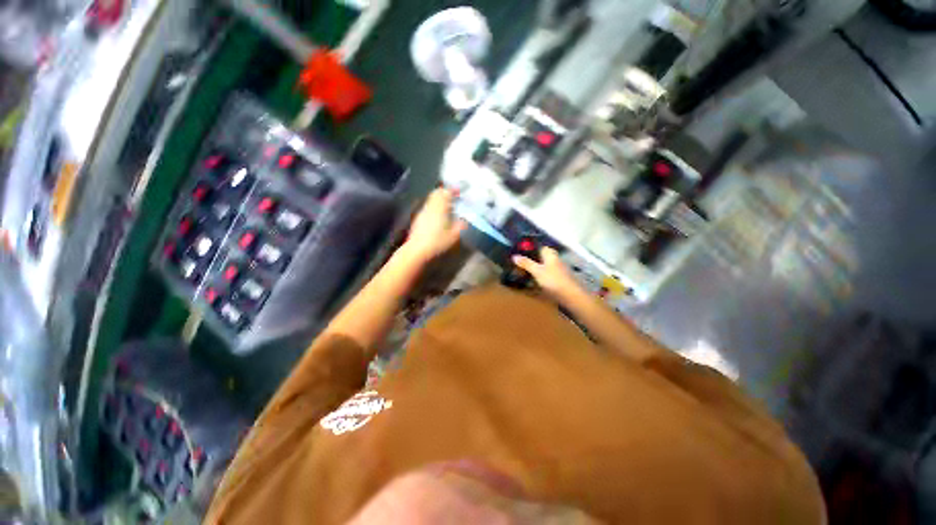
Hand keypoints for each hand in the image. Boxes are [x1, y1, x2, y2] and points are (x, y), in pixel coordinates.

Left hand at [402, 188, 466, 263]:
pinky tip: (439, 218)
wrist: (416, 251)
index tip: (460, 191)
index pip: (446, 192)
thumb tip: (465, 220)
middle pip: (437, 193)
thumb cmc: (437, 242)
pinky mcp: (418, 220)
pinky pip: (428, 209)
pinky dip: (435, 208)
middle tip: (454, 196)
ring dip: (440, 201)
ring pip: (431, 201)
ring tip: (448, 207)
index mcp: (439, 207)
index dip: (454, 190)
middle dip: (446, 193)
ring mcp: (422, 213)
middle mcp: (430, 206)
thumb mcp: (454, 235)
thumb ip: (461, 226)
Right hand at [512, 247, 582, 301]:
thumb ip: (526, 263)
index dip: (530, 248)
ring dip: (536, 269)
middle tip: (519, 263)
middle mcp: (555, 259)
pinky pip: (547, 275)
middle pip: (541, 257)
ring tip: (524, 273)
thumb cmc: (553, 280)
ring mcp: (558, 269)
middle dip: (532, 259)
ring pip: (544, 266)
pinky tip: (534, 282)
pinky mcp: (560, 279)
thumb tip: (514, 256)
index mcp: (550, 254)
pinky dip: (540, 277)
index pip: (539, 247)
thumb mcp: (537, 271)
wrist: (571, 295)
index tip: (519, 252)